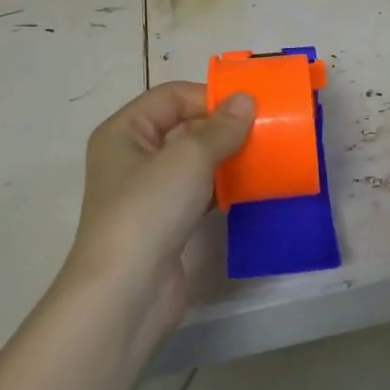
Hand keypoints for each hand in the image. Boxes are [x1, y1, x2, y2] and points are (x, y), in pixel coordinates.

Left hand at [62, 82, 254, 326]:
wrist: (126, 293)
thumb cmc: (149, 209)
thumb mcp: (189, 158)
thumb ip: (221, 127)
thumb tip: (246, 100)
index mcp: (124, 131)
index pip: (171, 97)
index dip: (209, 96)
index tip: (250, 108)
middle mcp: (132, 157)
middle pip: (183, 127)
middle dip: (222, 128)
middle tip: (265, 130)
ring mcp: (147, 193)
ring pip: (193, 162)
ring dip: (226, 158)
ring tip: (264, 157)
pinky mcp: (164, 223)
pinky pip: (197, 192)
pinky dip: (222, 188)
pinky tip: (249, 189)